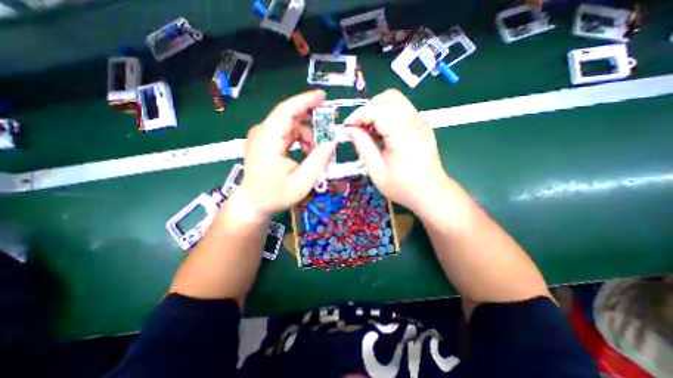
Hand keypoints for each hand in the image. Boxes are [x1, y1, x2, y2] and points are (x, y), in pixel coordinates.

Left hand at [235, 90, 336, 219]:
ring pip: (291, 124)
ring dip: (308, 134)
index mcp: (268, 141)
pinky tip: (306, 152)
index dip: (306, 101)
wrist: (253, 203)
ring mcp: (263, 136)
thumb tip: (332, 141)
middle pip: (290, 115)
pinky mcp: (266, 141)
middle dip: (312, 118)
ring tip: (317, 151)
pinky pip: (287, 132)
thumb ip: (318, 160)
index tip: (324, 97)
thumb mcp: (302, 182)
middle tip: (330, 126)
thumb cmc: (275, 196)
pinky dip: (300, 139)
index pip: (287, 111)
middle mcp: (263, 133)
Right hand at [344, 89, 447, 214]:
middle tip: (358, 129)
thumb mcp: (377, 171)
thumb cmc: (403, 186)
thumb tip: (350, 130)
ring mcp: (420, 120)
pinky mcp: (422, 124)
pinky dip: (387, 114)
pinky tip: (382, 132)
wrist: (431, 193)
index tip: (346, 128)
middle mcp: (414, 120)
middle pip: (386, 98)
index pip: (375, 110)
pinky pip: (402, 108)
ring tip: (369, 130)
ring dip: (377, 110)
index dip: (357, 116)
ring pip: (395, 100)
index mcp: (403, 133)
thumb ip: (363, 146)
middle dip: (367, 110)